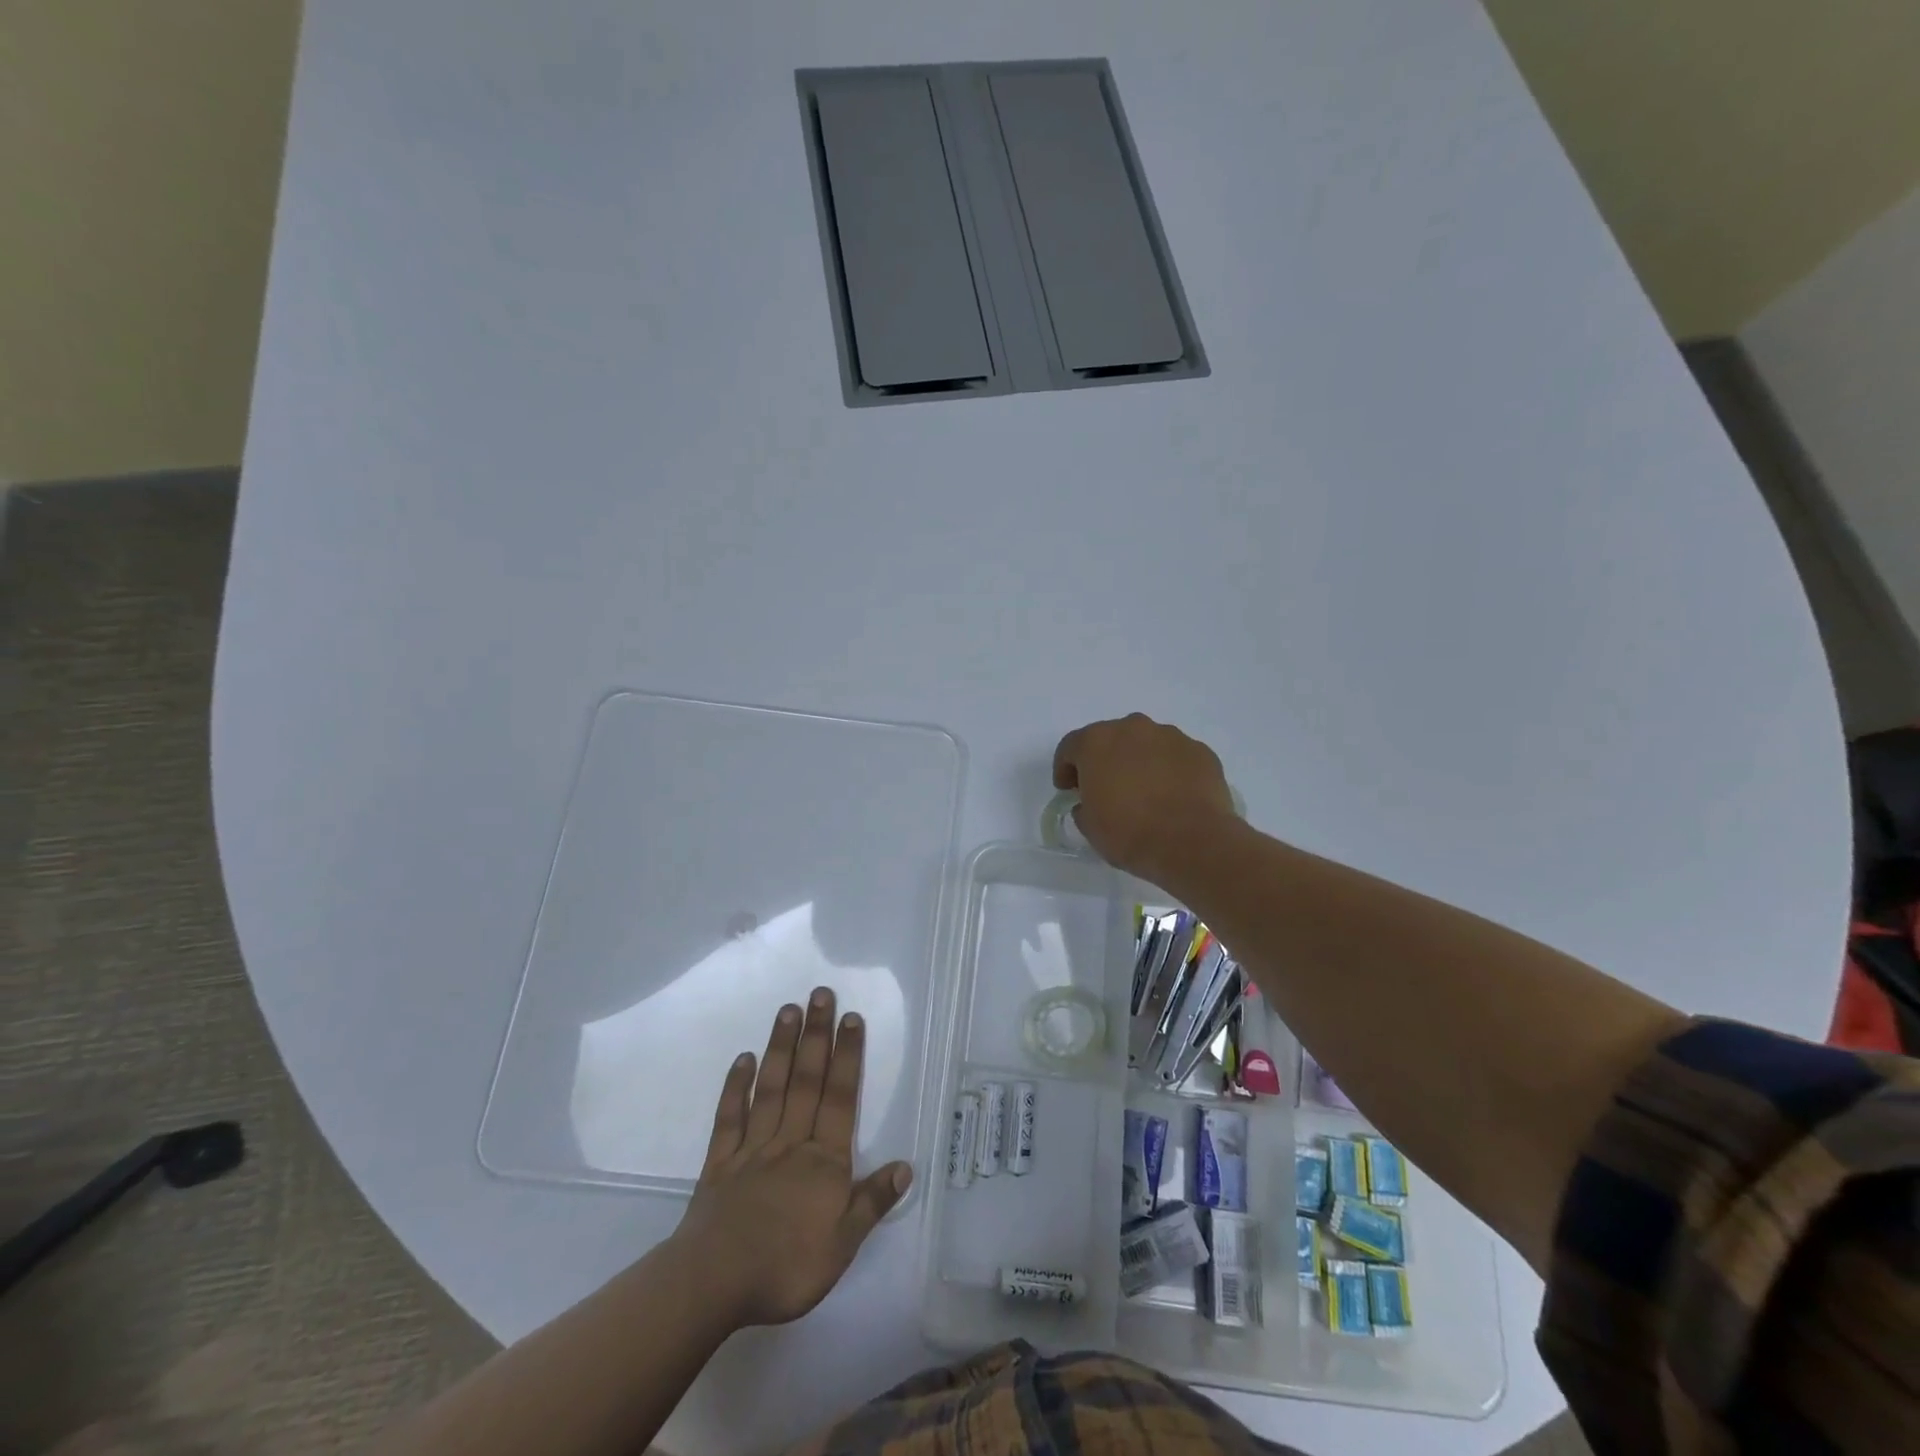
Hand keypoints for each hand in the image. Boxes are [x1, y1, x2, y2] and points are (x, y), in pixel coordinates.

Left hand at [669, 988, 912, 1329]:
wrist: (714, 1284)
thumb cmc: (785, 1268)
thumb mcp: (842, 1246)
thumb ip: (872, 1202)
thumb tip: (906, 1165)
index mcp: (823, 1161)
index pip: (840, 1098)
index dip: (847, 1057)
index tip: (852, 1018)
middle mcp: (790, 1142)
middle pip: (807, 1081)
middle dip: (817, 1035)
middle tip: (821, 994)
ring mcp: (753, 1148)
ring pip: (771, 1088)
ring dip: (781, 1047)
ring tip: (788, 1010)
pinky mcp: (720, 1162)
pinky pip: (730, 1117)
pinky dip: (736, 1086)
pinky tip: (742, 1059)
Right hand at [1052, 714, 1237, 883]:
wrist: (1192, 843)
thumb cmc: (1130, 833)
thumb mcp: (1090, 827)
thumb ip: (1084, 806)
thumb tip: (1091, 803)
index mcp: (1096, 742)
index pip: (1070, 747)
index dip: (1065, 769)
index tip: (1068, 790)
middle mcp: (1132, 728)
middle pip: (1110, 738)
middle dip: (1104, 760)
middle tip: (1106, 789)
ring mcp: (1171, 736)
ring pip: (1146, 744)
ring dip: (1139, 761)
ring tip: (1145, 793)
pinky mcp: (1200, 751)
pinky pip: (1175, 757)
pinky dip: (1169, 770)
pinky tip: (1173, 796)